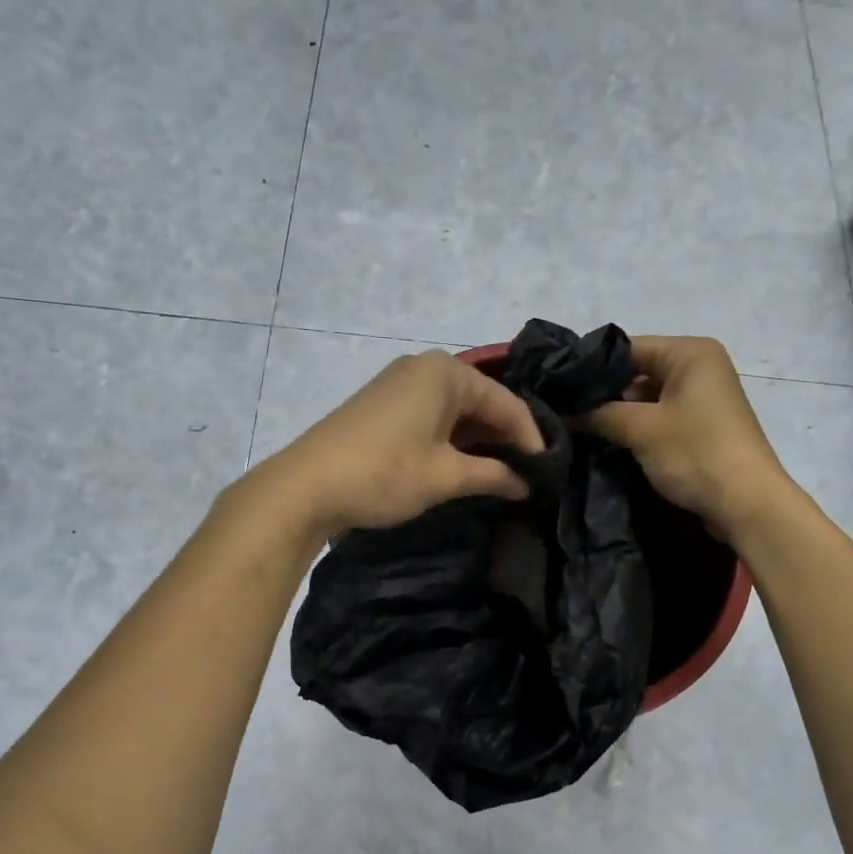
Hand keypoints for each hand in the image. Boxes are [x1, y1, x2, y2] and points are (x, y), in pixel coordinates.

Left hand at [261, 350, 544, 535]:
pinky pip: (431, 416)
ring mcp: (399, 384)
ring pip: (455, 411)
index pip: (506, 403)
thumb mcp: (446, 476)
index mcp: (447, 372)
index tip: (546, 472)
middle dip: (504, 439)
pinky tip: (462, 466)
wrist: (306, 486)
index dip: (530, 439)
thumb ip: (493, 475)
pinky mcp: (381, 405)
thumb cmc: (385, 473)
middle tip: (528, 475)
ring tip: (501, 475)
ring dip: (477, 442)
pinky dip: (451, 440)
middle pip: (481, 402)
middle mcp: (424, 367)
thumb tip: (526, 483)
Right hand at [582, 336, 792, 530]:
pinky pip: (659, 416)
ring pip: (645, 397)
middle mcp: (699, 366)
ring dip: (617, 414)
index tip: (557, 389)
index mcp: (690, 352)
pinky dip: (635, 427)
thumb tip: (562, 410)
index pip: (626, 348)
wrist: (746, 504)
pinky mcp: (701, 425)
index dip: (590, 368)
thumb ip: (597, 413)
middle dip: (602, 393)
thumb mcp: (639, 429)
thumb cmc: (695, 453)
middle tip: (563, 412)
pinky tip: (607, 441)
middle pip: (636, 371)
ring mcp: (702, 397)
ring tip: (577, 428)